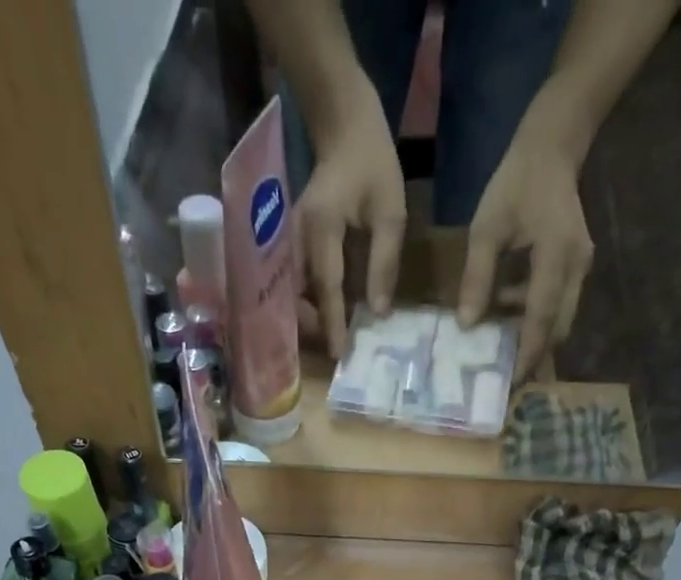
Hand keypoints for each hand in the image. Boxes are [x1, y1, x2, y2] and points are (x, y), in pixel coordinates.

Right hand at [299, 74, 406, 357]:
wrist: (341, 125)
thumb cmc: (372, 162)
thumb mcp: (390, 211)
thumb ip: (384, 263)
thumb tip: (378, 312)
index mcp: (322, 228)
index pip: (327, 286)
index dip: (332, 323)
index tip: (338, 353)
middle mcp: (297, 238)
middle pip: (298, 297)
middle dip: (313, 327)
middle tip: (334, 349)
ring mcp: (289, 240)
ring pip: (292, 293)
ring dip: (307, 319)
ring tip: (328, 338)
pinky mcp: (290, 243)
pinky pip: (294, 282)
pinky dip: (305, 302)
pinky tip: (322, 315)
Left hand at [457, 130, 593, 379]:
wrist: (552, 148)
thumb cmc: (516, 183)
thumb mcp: (487, 227)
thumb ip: (477, 277)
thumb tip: (467, 326)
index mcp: (556, 254)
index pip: (540, 317)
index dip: (526, 352)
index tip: (510, 381)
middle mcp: (576, 267)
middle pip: (557, 328)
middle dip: (533, 355)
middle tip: (504, 379)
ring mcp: (580, 268)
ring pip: (560, 320)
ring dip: (533, 338)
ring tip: (500, 351)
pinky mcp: (576, 268)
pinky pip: (558, 306)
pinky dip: (535, 320)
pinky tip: (506, 317)